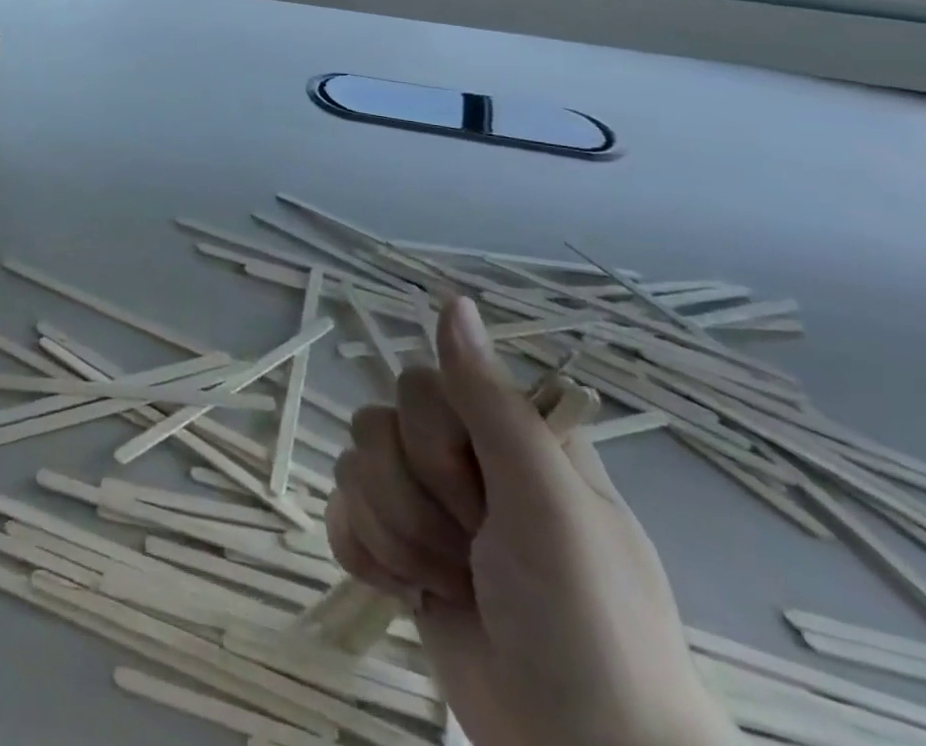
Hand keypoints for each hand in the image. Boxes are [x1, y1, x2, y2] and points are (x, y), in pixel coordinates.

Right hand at [326, 298, 738, 745]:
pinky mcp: (395, 553)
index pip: (422, 383)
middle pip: (377, 425)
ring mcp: (424, 508)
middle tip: (475, 552)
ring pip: (354, 470)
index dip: (435, 440)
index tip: (482, 495)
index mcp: (506, 437)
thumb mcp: (548, 503)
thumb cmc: (585, 624)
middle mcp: (462, 461)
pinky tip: (403, 590)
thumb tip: (453, 300)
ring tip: (451, 585)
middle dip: (416, 500)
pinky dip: (365, 553)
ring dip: (396, 537)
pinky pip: (340, 515)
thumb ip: (490, 399)